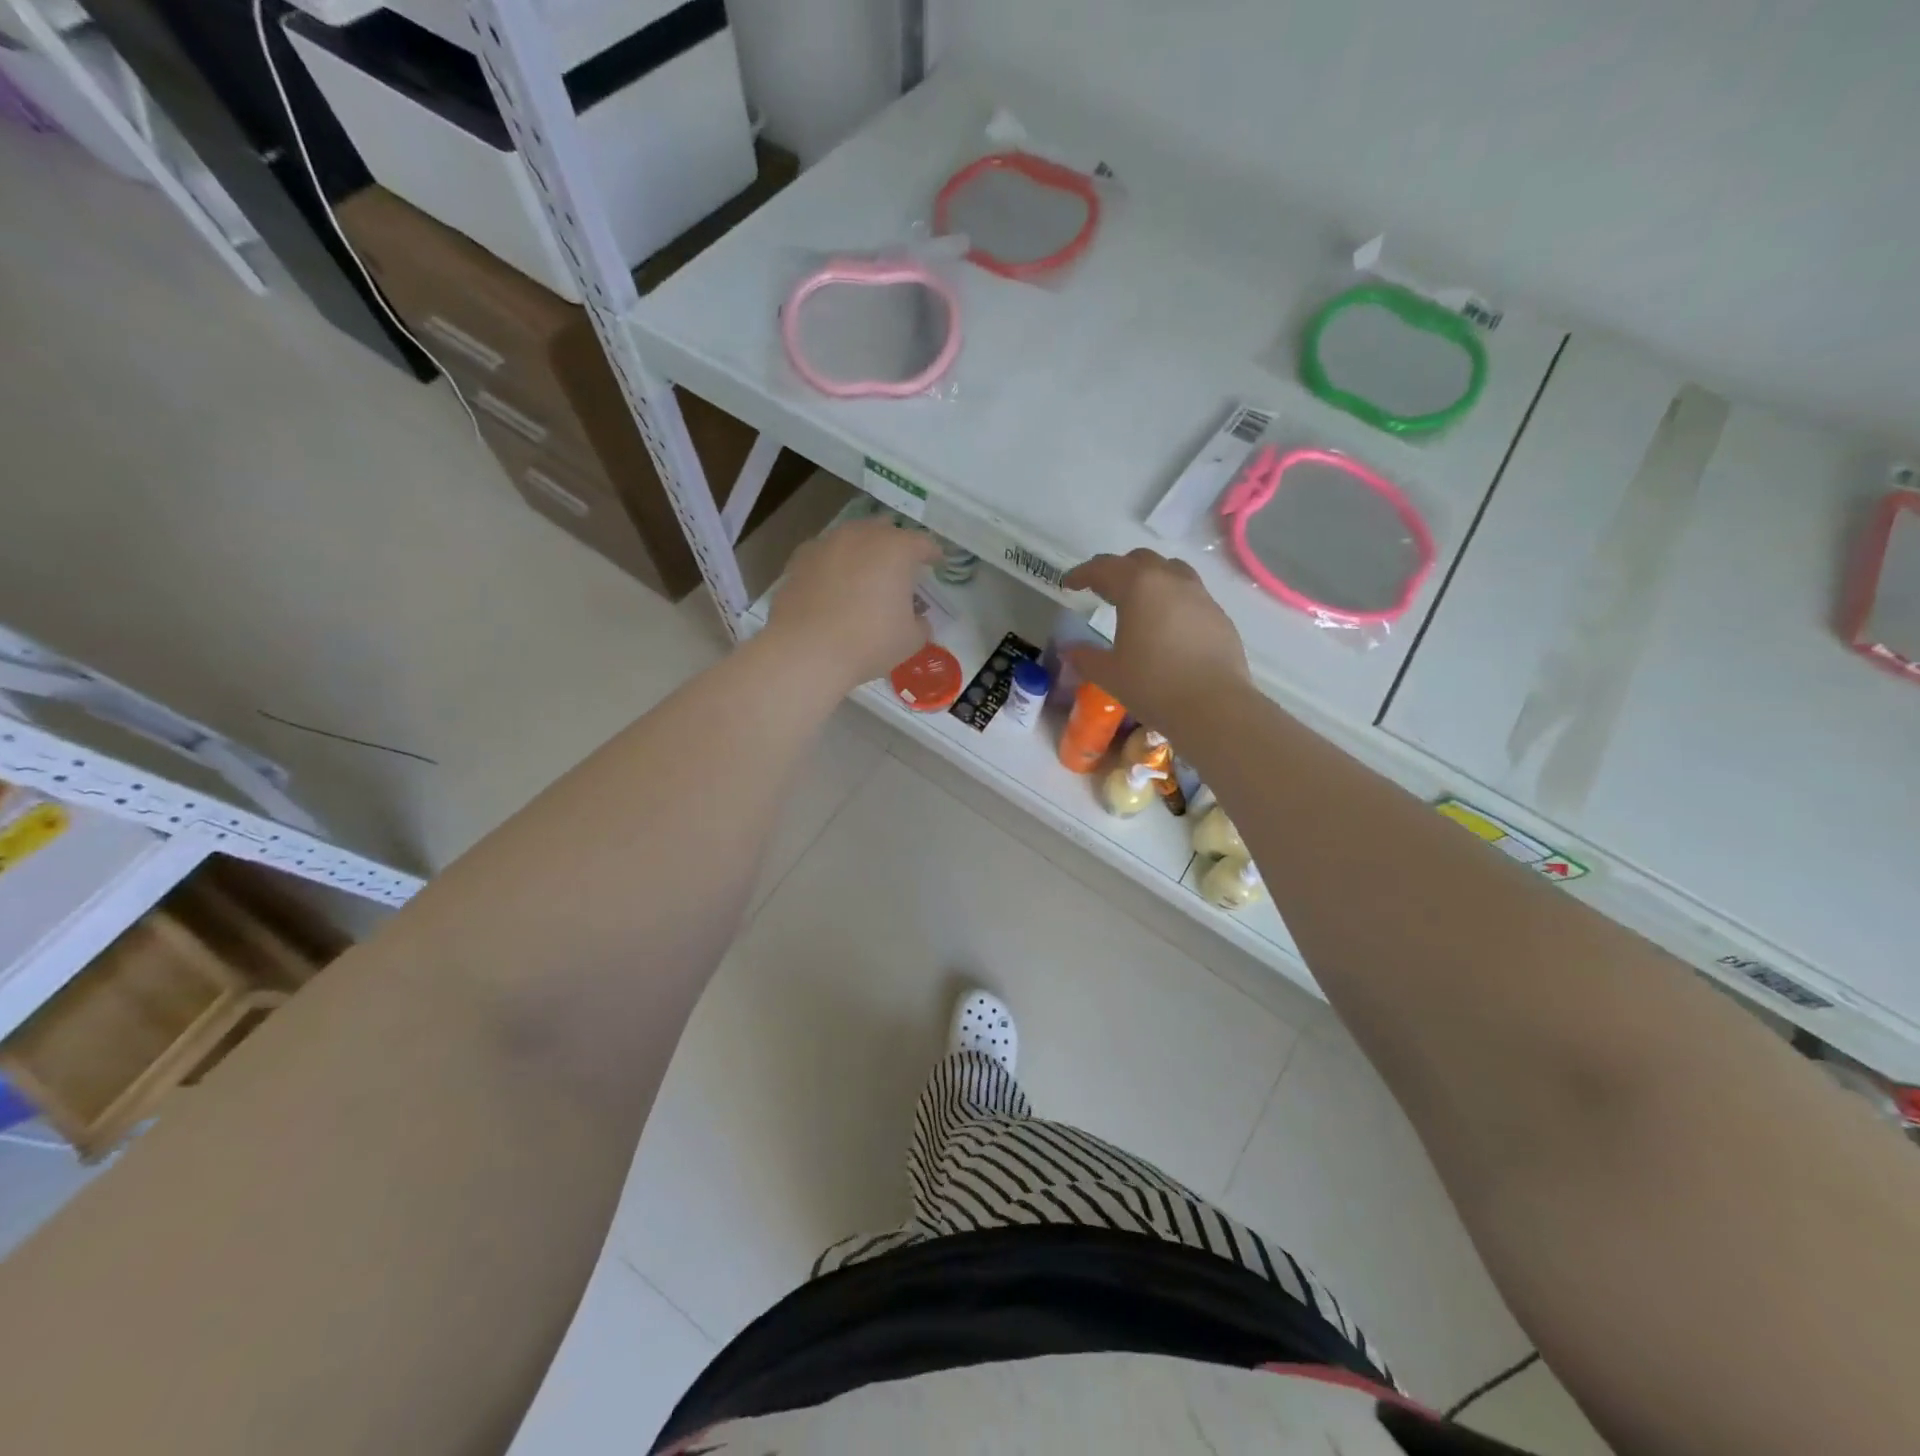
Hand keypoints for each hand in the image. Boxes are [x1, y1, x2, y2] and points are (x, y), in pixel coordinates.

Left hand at [767, 516, 941, 691]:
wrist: (807, 650)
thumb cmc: (869, 642)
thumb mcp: (911, 640)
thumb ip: (921, 624)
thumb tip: (918, 619)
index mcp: (896, 549)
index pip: (923, 543)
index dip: (933, 554)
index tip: (937, 563)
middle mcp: (861, 536)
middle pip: (885, 529)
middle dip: (895, 544)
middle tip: (900, 566)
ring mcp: (826, 543)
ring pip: (851, 537)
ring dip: (862, 550)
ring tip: (864, 572)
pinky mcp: (799, 559)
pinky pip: (825, 554)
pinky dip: (834, 564)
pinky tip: (832, 584)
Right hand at [1061, 549, 1250, 732]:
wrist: (1214, 707)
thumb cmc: (1153, 685)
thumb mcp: (1109, 674)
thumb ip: (1085, 657)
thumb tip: (1069, 650)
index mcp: (1139, 587)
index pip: (1104, 568)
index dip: (1082, 574)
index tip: (1069, 585)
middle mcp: (1171, 581)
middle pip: (1140, 560)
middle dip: (1117, 570)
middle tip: (1102, 591)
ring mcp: (1201, 596)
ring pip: (1171, 571)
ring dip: (1150, 579)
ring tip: (1138, 602)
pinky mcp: (1219, 616)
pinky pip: (1191, 596)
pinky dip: (1172, 601)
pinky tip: (1167, 626)